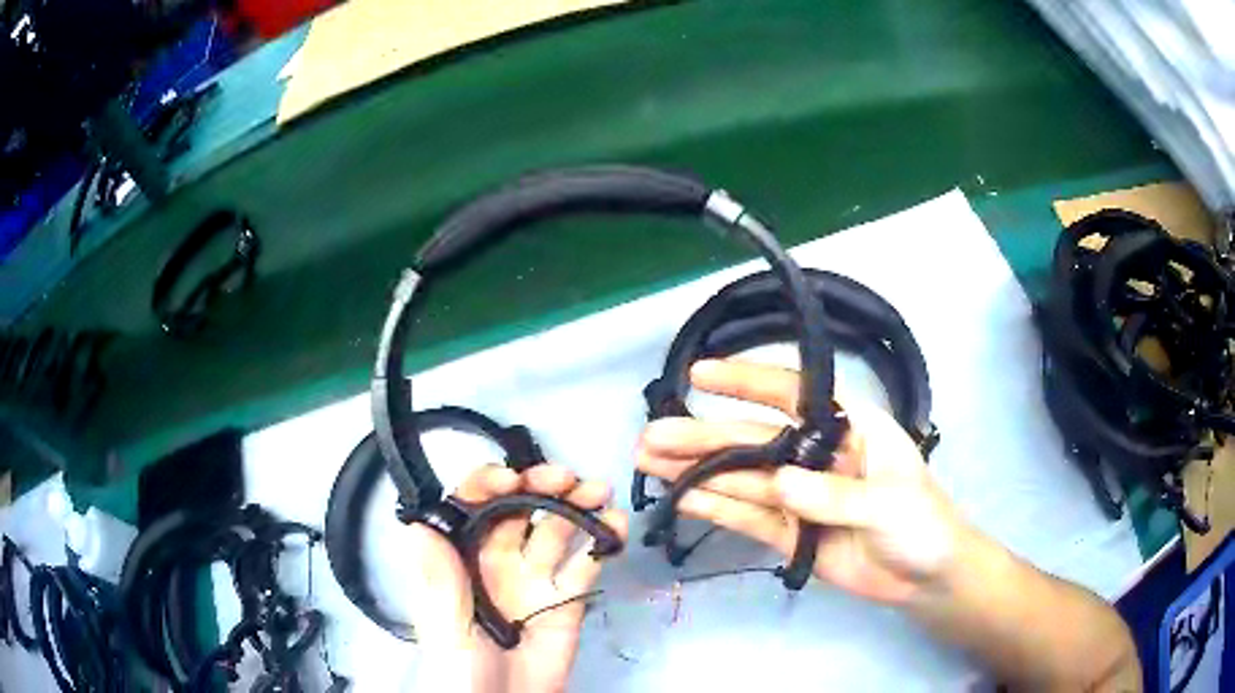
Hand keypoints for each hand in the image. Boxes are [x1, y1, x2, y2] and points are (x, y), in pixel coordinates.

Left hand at [402, 464, 626, 692]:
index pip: (471, 506)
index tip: (513, 478)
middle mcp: (496, 561)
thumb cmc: (459, 670)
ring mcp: (534, 580)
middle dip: (542, 486)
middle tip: (569, 480)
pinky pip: (584, 567)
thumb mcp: (445, 627)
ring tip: (600, 494)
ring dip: (577, 506)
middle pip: (518, 509)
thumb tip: (421, 522)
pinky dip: (601, 544)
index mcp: (459, 560)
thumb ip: (440, 579)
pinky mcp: (566, 602)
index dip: (490, 484)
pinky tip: (614, 528)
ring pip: (556, 531)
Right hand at [636, 358, 968, 605]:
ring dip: (696, 472)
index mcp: (847, 427)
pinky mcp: (789, 532)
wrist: (925, 578)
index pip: (792, 394)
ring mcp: (798, 495)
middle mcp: (815, 453)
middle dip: (702, 437)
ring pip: (741, 478)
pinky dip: (715, 507)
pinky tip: (681, 497)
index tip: (699, 374)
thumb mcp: (888, 502)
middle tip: (651, 437)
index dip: (746, 382)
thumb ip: (835, 494)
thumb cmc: (921, 523)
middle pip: (752, 441)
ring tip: (648, 463)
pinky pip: (747, 516)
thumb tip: (779, 483)